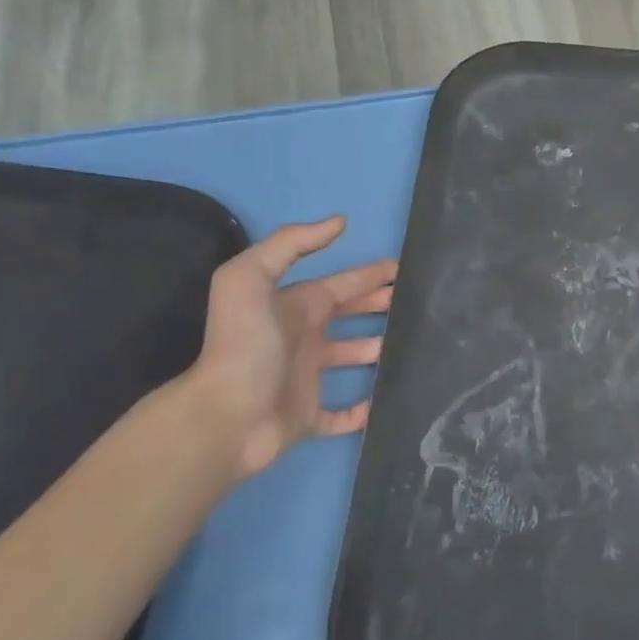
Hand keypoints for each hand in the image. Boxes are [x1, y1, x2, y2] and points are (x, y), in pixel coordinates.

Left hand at [186, 216, 396, 477]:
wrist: (225, 418)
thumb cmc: (245, 346)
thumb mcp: (249, 279)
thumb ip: (289, 244)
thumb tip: (339, 222)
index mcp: (294, 307)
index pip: (340, 284)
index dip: (369, 275)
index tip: (404, 270)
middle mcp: (302, 339)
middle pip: (347, 315)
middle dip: (377, 304)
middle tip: (414, 302)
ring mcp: (305, 379)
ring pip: (350, 358)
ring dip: (376, 349)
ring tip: (410, 343)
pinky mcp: (309, 417)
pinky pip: (343, 414)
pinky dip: (364, 410)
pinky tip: (386, 400)